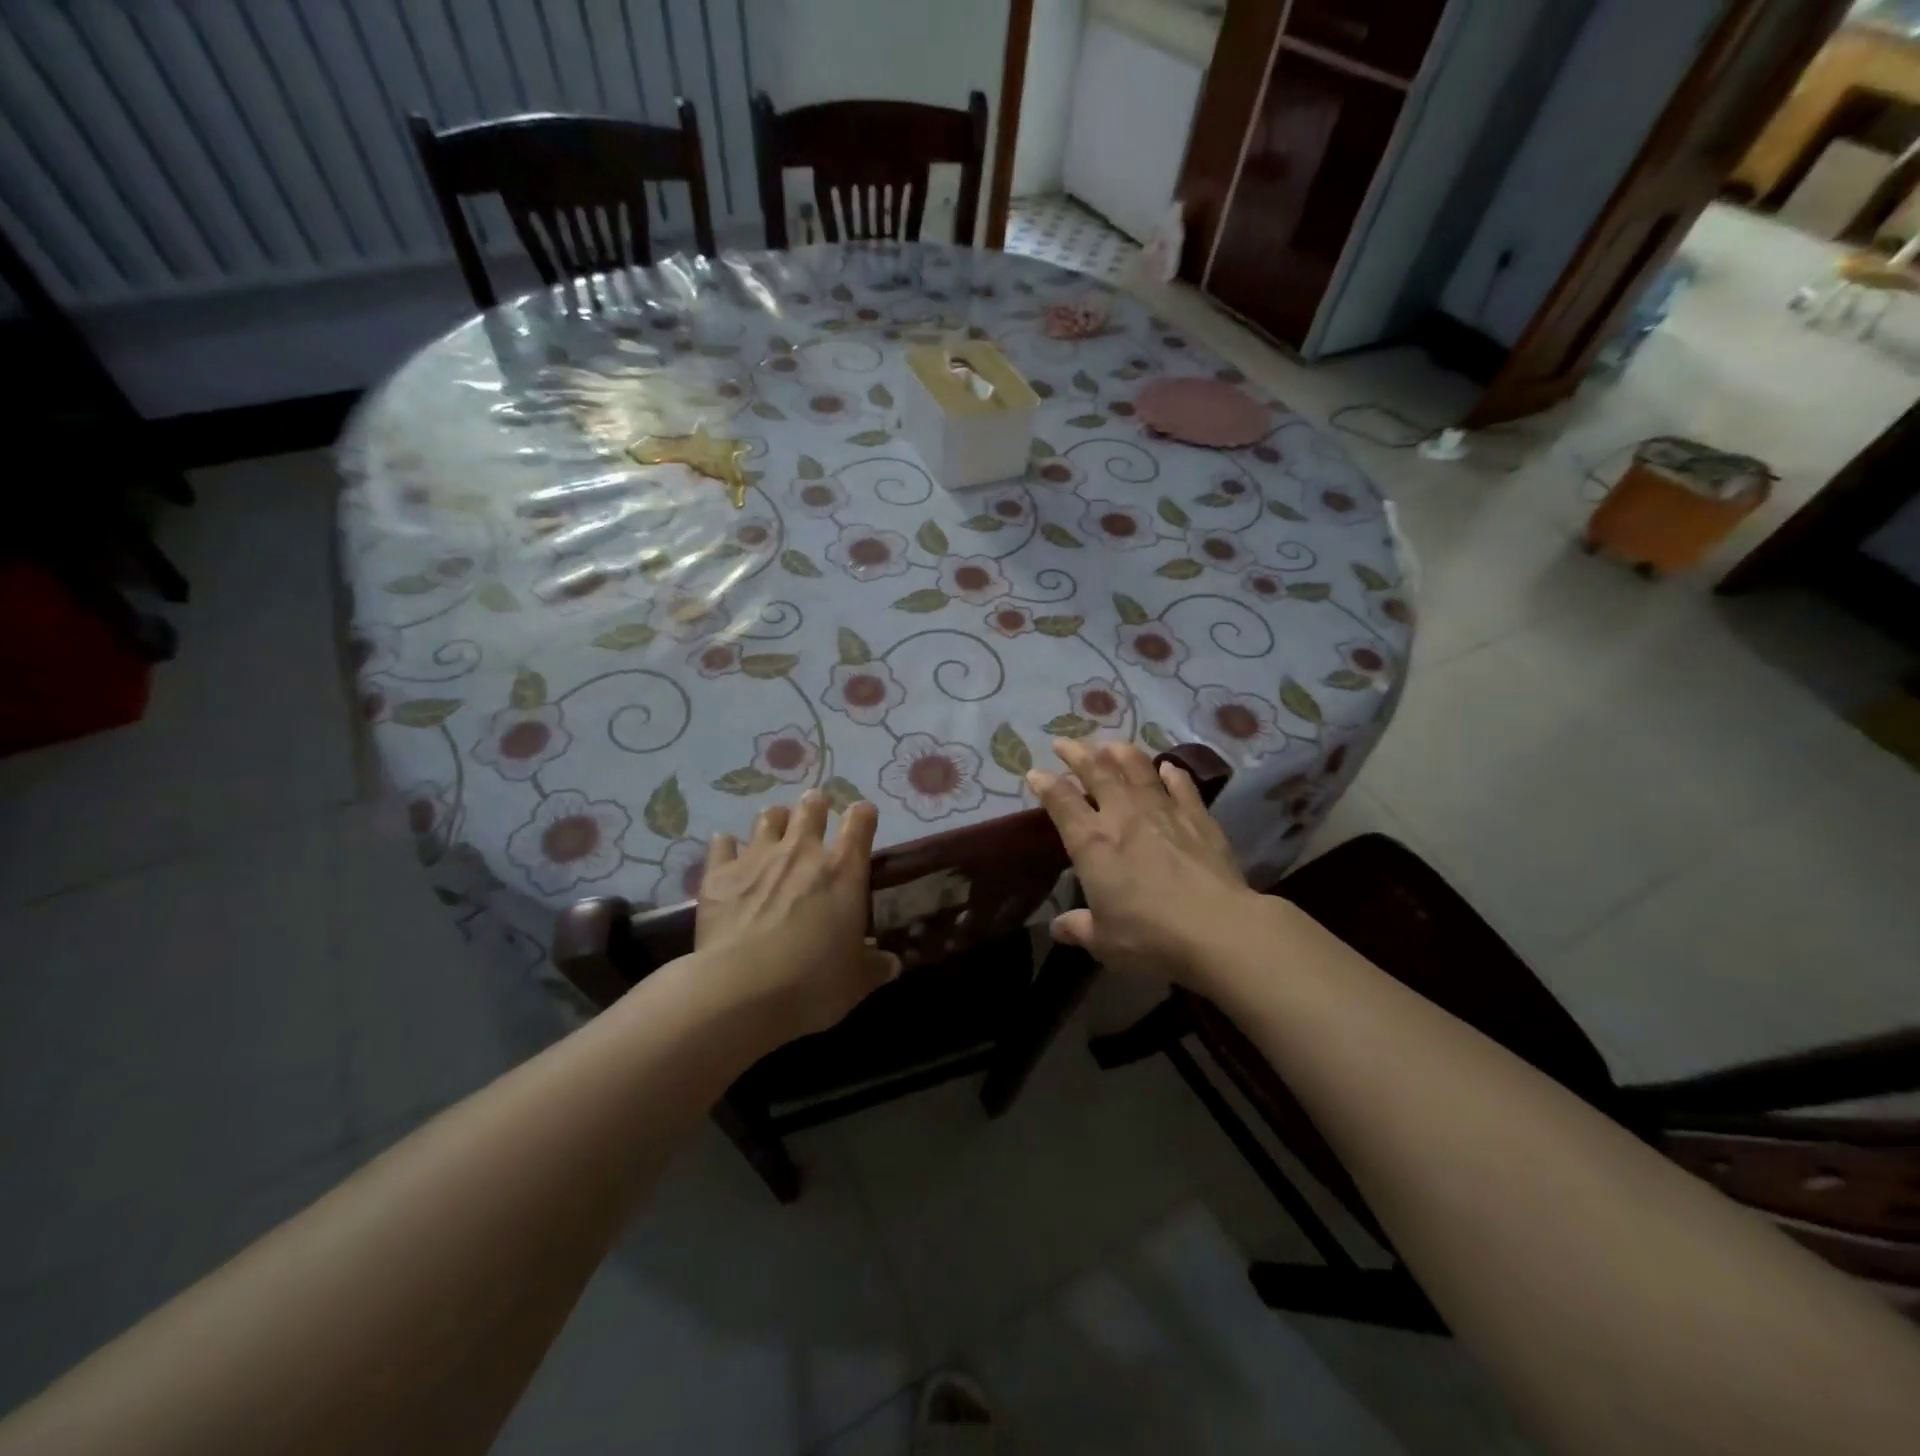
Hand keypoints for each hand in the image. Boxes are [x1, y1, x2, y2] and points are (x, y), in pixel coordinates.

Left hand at [692, 792, 899, 1040]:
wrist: (740, 990)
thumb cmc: (812, 983)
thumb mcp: (856, 981)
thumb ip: (874, 966)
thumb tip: (891, 964)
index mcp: (843, 869)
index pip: (860, 821)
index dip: (863, 815)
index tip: (863, 818)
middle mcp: (802, 851)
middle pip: (811, 807)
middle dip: (816, 805)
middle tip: (816, 811)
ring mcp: (757, 858)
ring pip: (768, 818)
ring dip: (775, 820)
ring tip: (776, 827)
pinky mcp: (719, 874)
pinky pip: (722, 845)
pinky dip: (727, 846)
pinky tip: (727, 851)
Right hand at [1027, 739, 1264, 986]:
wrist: (1218, 930)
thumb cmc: (1150, 937)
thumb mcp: (1104, 941)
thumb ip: (1079, 928)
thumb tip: (1058, 927)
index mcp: (1092, 843)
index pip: (1061, 802)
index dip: (1045, 784)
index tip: (1034, 772)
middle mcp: (1123, 816)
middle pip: (1096, 772)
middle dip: (1077, 753)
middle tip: (1064, 742)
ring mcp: (1163, 812)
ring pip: (1138, 769)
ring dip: (1121, 753)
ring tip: (1110, 744)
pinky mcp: (1198, 818)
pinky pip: (1182, 787)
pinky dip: (1172, 774)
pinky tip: (1168, 767)